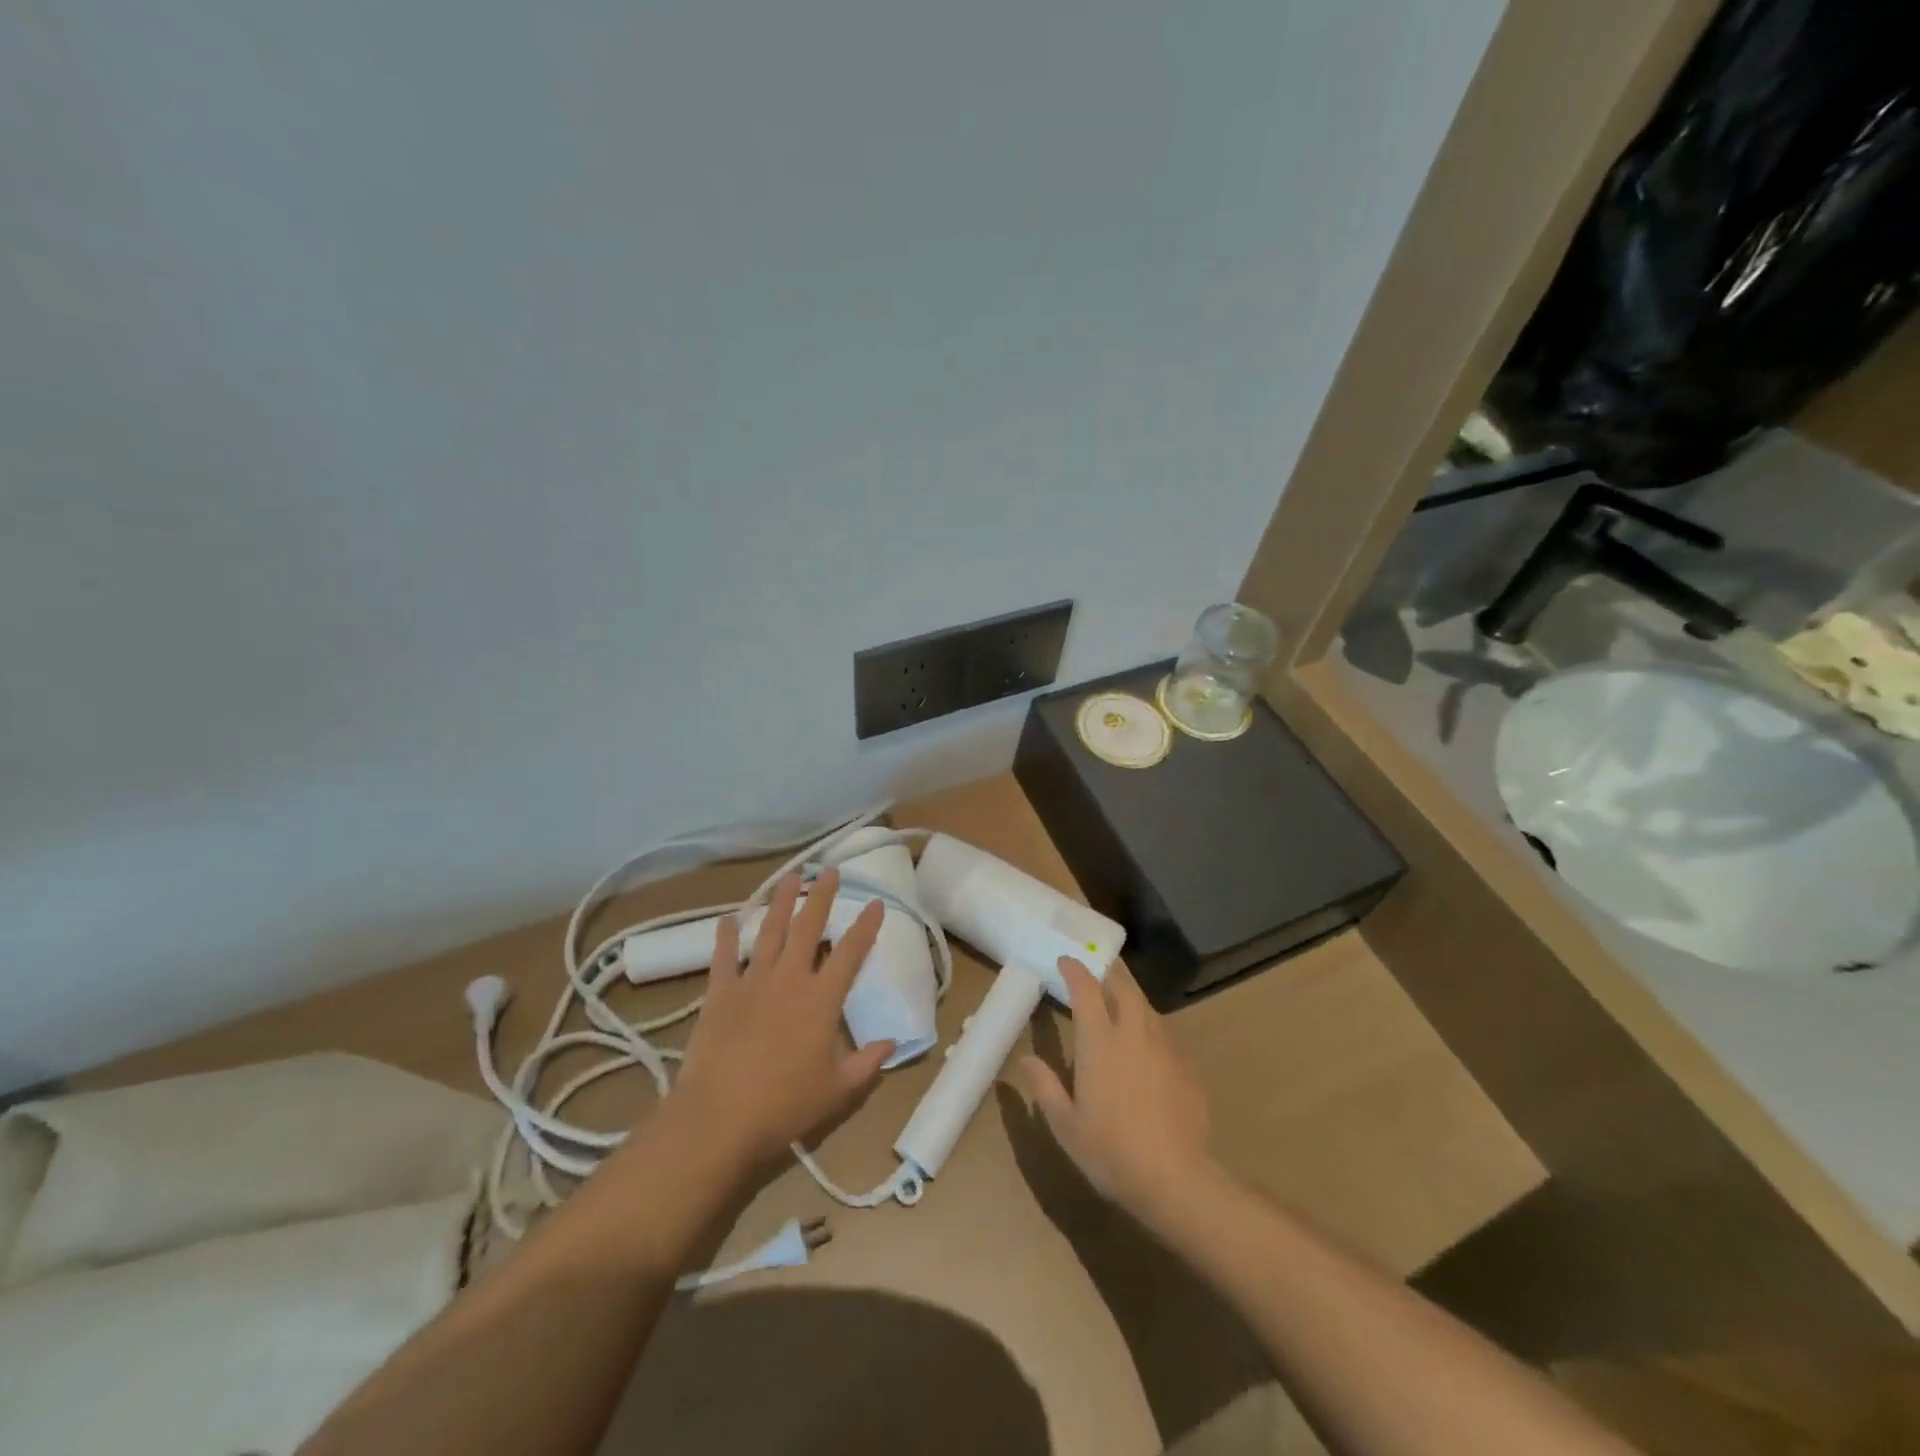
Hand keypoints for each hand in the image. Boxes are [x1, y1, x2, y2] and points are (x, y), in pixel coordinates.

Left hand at [668, 869, 892, 1171]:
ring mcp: (752, 982)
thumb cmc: (784, 1106)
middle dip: (821, 897)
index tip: (875, 903)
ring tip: (789, 877)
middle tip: (828, 871)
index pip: (850, 953)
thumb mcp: (837, 1091)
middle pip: (808, 928)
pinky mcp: (720, 994)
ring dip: (780, 902)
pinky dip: (726, 936)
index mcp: (821, 1000)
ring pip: (769, 932)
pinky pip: (723, 957)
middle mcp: (789, 979)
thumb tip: (892, 1043)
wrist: (719, 1118)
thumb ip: (866, 1065)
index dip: (865, 926)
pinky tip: (728, 917)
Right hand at [1021, 957, 1210, 1224]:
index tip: (1065, 961)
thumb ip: (1045, 1086)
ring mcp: (1165, 1048)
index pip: (1086, 988)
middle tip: (1096, 978)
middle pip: (1124, 988)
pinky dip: (1151, 1031)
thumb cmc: (1110, 1150)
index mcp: (1099, 1040)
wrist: (1175, 1179)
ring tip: (1120, 1010)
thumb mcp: (1065, 1124)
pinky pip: (1166, 1036)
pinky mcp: (1187, 1068)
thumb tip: (1025, 1059)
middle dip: (1109, 976)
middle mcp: (1133, 1033)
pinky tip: (1147, 1052)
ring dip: (1131, 1001)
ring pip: (1148, 1009)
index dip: (1075, 970)